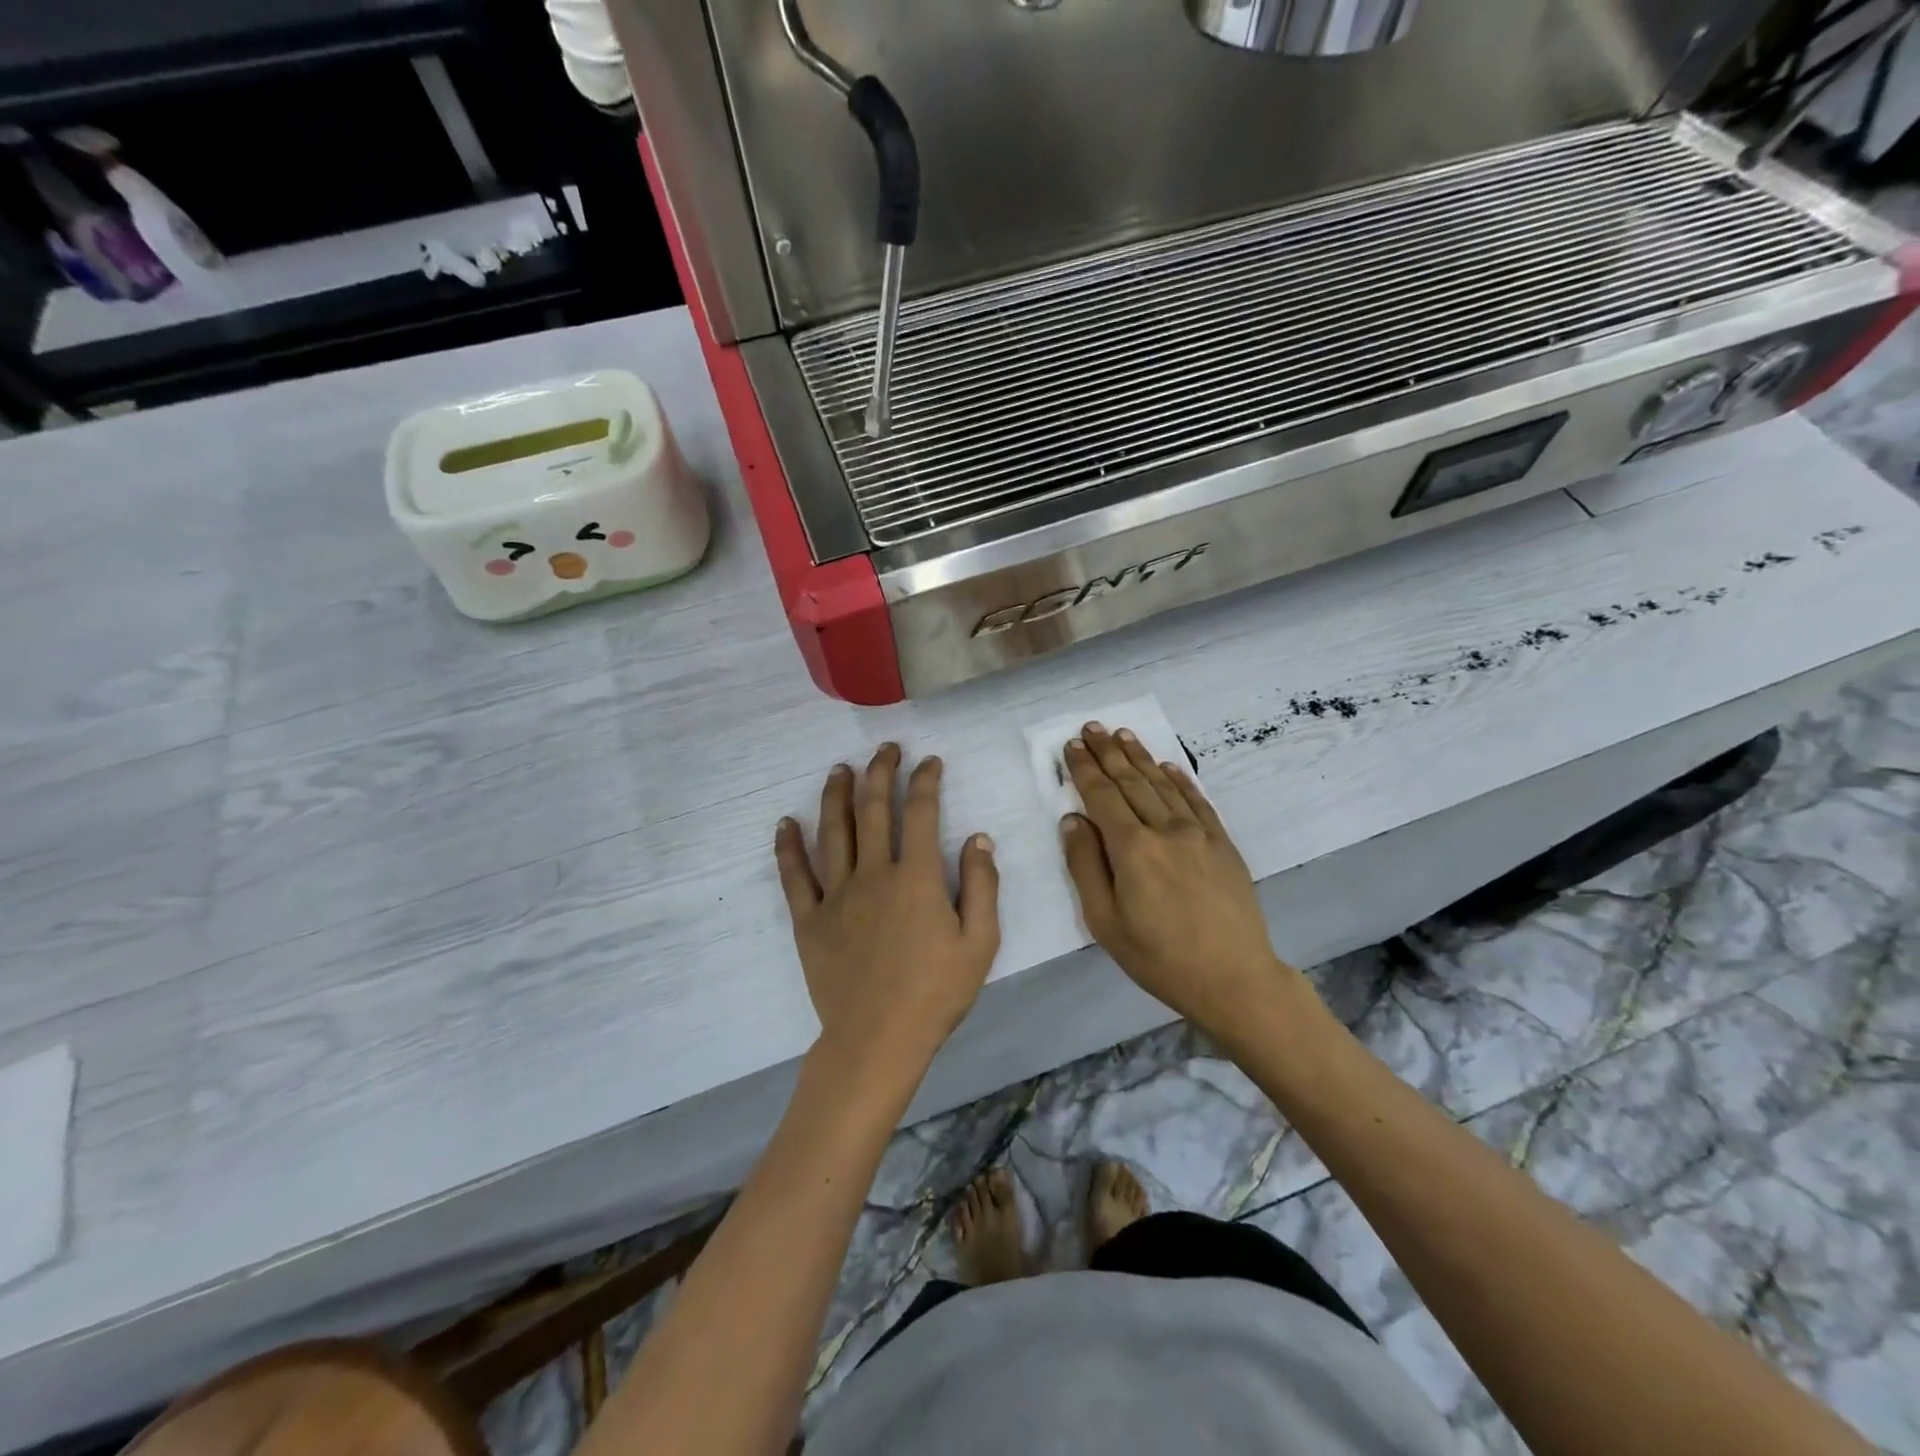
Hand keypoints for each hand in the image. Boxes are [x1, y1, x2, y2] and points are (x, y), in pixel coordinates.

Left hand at [775, 745, 1000, 1072]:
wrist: (877, 1039)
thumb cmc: (935, 993)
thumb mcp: (980, 943)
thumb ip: (982, 886)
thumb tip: (978, 838)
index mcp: (917, 877)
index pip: (921, 813)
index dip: (926, 780)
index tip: (930, 762)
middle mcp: (873, 873)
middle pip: (873, 809)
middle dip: (880, 771)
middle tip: (885, 749)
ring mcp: (836, 894)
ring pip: (833, 831)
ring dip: (836, 794)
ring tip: (840, 769)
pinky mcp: (809, 919)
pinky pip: (795, 875)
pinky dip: (788, 846)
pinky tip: (785, 822)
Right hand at [1060, 723, 1298, 1034]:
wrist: (1234, 978)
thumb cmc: (1159, 957)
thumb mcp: (1105, 922)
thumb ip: (1085, 866)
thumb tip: (1073, 820)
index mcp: (1132, 849)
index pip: (1102, 796)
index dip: (1084, 770)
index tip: (1072, 747)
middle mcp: (1165, 830)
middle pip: (1131, 782)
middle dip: (1108, 752)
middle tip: (1091, 727)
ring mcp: (1199, 833)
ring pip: (1162, 785)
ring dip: (1140, 757)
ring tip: (1122, 734)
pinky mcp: (1223, 843)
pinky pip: (1197, 800)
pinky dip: (1179, 779)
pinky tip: (1167, 766)